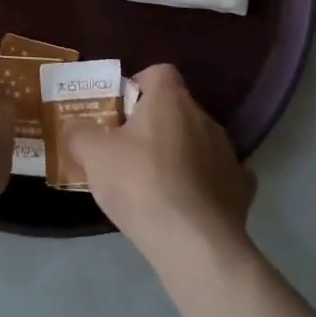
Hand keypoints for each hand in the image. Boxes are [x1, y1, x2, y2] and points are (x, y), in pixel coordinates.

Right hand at [69, 64, 255, 261]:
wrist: (194, 243)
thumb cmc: (141, 184)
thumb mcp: (93, 155)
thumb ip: (79, 133)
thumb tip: (74, 127)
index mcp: (170, 99)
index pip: (158, 73)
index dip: (138, 87)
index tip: (121, 113)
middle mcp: (204, 117)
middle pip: (177, 109)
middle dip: (156, 125)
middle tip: (130, 152)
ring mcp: (228, 153)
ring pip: (198, 142)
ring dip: (181, 155)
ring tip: (157, 186)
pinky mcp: (241, 190)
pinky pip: (220, 177)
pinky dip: (205, 186)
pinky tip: (189, 206)